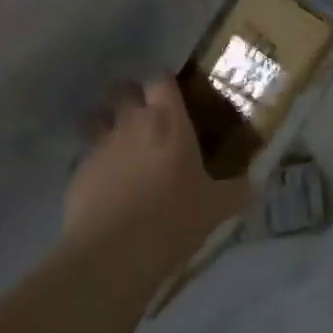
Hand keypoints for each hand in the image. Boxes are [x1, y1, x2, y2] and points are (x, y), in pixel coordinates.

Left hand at [62, 78, 250, 288]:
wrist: (114, 253)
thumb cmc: (174, 218)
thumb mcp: (217, 207)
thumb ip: (237, 190)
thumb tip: (254, 183)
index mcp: (168, 121)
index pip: (161, 80)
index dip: (165, 83)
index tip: (174, 95)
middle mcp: (132, 124)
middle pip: (124, 90)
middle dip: (132, 97)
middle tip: (147, 116)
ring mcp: (100, 146)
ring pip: (98, 118)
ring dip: (107, 123)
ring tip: (122, 144)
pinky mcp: (78, 173)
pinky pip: (87, 156)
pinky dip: (97, 163)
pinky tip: (108, 185)